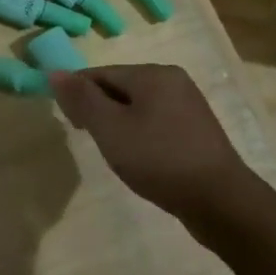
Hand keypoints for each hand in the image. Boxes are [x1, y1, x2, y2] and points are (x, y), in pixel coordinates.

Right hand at [49, 64, 256, 221]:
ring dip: (117, 123)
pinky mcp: (197, 130)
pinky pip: (155, 121)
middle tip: (90, 140)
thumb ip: (82, 98)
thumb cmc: (159, 159)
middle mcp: (173, 80)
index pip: (100, 73)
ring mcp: (188, 105)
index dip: (77, 94)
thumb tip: (55, 72)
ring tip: (112, 152)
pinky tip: (138, 157)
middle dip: (98, 109)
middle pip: (119, 86)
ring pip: (137, 105)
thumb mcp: (111, 128)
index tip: (69, 123)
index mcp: (153, 73)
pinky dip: (139, 133)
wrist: (220, 202)